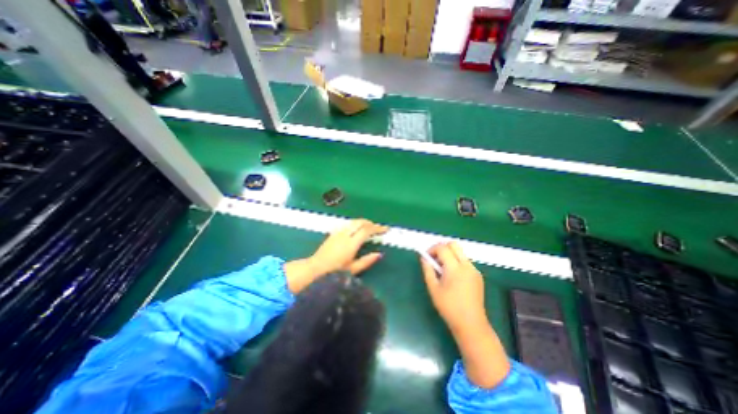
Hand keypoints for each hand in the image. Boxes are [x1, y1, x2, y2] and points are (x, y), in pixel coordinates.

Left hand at [284, 220, 387, 294]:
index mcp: (351, 244)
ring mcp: (338, 232)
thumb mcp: (353, 269)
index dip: (377, 228)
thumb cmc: (334, 271)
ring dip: (363, 222)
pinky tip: (357, 229)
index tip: (385, 229)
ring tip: (369, 227)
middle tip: (378, 228)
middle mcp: (345, 235)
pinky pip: (347, 224)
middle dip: (371, 223)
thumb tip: (379, 254)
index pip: (367, 230)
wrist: (315, 268)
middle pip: (360, 222)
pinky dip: (355, 224)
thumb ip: (367, 261)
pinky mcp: (334, 233)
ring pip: (353, 221)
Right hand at [418, 241, 511, 389]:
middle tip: (435, 258)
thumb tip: (423, 258)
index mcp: (455, 268)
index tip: (427, 257)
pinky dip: (456, 261)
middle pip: (454, 245)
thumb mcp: (433, 288)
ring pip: (460, 252)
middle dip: (442, 247)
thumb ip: (427, 270)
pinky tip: (452, 276)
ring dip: (449, 254)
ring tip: (442, 269)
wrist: (471, 324)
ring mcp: (474, 270)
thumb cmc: (448, 307)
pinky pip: (465, 261)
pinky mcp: (478, 275)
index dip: (432, 249)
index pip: (443, 248)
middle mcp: (467, 265)